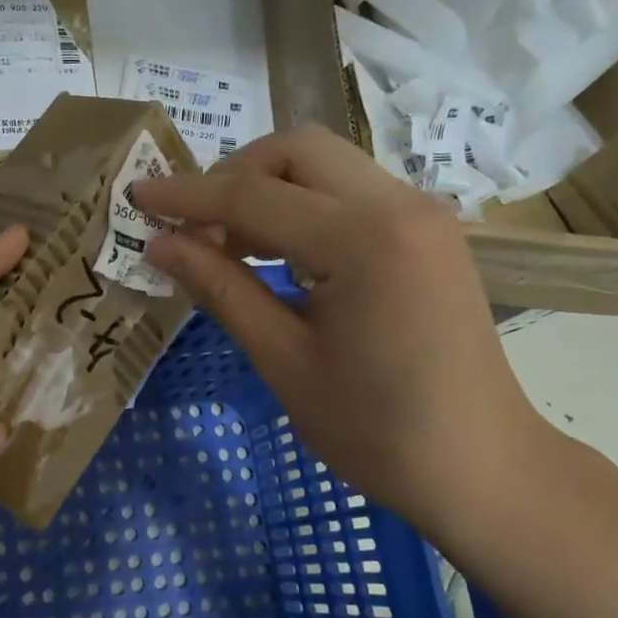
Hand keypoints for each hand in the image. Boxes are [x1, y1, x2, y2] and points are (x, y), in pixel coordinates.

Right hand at [132, 125, 554, 542]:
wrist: (480, 466)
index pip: (254, 196)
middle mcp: (400, 205)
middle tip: (193, 228)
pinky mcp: (428, 232)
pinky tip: (278, 253)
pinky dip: (303, 206)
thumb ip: (221, 289)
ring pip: (326, 164)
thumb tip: (159, 245)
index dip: (187, 196)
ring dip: (267, 189)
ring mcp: (422, 214)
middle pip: (297, 150)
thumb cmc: (376, 430)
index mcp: (365, 241)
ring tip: (227, 244)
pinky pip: (351, 191)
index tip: (137, 197)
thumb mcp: (284, 361)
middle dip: (232, 176)